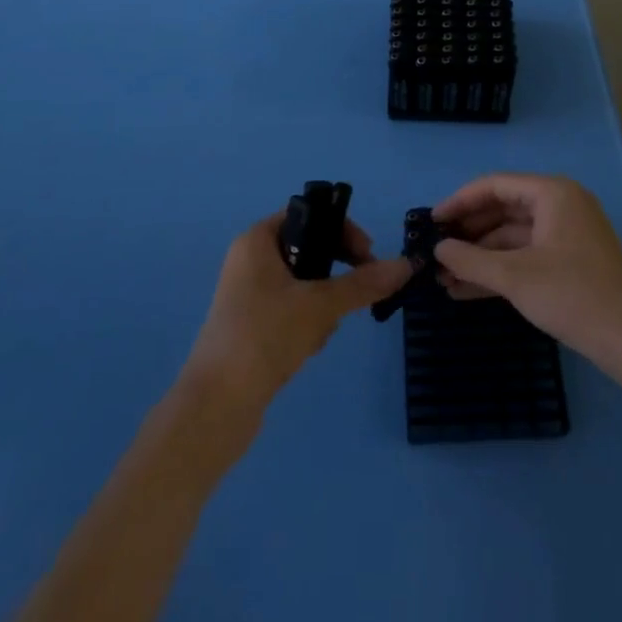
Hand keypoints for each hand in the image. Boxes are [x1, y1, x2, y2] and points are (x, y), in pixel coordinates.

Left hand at [184, 214, 413, 413]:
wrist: (215, 407)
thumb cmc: (264, 336)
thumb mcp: (320, 305)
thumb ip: (364, 283)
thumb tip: (406, 264)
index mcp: (257, 240)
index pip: (308, 214)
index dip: (341, 229)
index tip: (366, 256)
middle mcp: (250, 260)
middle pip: (309, 250)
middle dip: (335, 274)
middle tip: (355, 295)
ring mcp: (249, 295)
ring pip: (305, 285)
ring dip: (323, 305)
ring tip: (321, 332)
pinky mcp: (252, 327)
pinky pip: (292, 311)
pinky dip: (307, 325)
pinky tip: (306, 349)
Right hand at [432, 174, 621, 375]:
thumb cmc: (572, 296)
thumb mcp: (515, 277)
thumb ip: (471, 260)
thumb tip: (437, 249)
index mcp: (552, 194)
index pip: (495, 185)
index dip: (460, 202)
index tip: (431, 222)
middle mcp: (560, 205)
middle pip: (503, 210)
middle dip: (468, 234)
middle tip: (435, 252)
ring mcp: (566, 235)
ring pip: (512, 238)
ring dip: (480, 257)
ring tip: (443, 279)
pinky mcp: (569, 262)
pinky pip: (525, 256)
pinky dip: (499, 270)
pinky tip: (466, 290)